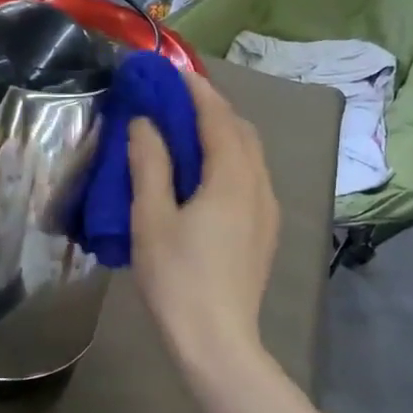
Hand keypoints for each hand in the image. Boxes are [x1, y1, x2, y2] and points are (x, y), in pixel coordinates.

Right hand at [127, 71, 277, 365]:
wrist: (217, 340)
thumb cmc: (177, 278)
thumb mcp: (151, 219)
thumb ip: (149, 164)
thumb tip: (144, 123)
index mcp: (232, 178)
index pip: (218, 117)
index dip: (196, 91)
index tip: (172, 72)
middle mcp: (260, 186)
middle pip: (241, 132)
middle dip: (212, 109)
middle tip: (176, 101)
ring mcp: (268, 211)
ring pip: (250, 156)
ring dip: (222, 134)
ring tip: (187, 133)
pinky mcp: (265, 232)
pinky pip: (250, 178)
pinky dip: (229, 160)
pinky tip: (204, 176)